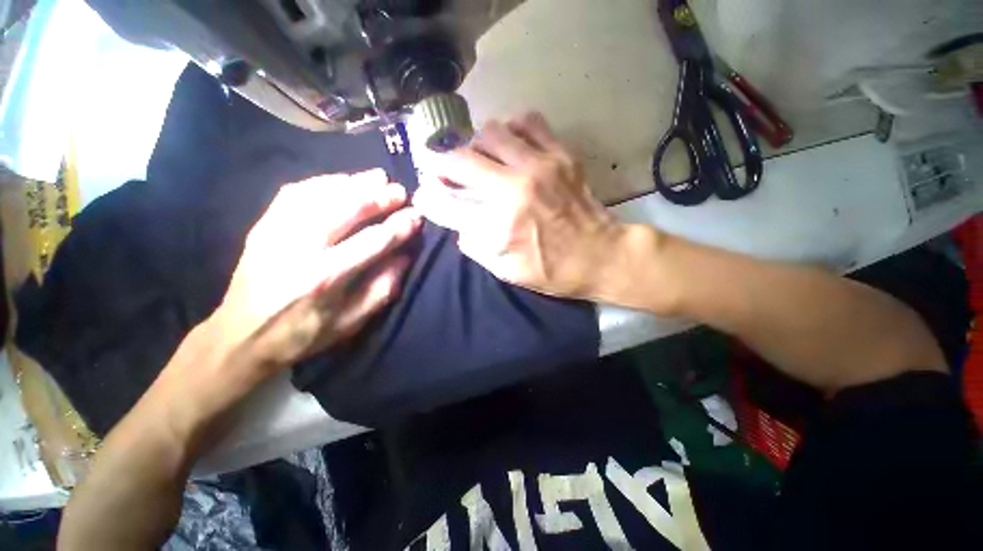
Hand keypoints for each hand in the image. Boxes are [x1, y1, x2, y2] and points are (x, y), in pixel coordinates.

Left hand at [214, 169, 420, 371]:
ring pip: (321, 194)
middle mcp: (300, 248)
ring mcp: (276, 232)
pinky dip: (323, 182)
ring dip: (354, 183)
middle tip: (400, 191)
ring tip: (377, 177)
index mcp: (326, 278)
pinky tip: (342, 180)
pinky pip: (295, 192)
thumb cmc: (304, 333)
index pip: (372, 242)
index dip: (398, 227)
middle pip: (345, 210)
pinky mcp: (263, 225)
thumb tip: (405, 256)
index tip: (416, 216)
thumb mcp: (352, 322)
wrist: (241, 336)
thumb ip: (383, 288)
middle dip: (378, 197)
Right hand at [413, 112, 627, 299]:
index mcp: (498, 225)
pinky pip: (528, 122)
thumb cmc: (553, 271)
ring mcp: (539, 166)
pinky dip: (512, 130)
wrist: (601, 256)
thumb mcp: (506, 271)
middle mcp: (513, 189)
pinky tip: (513, 145)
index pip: (444, 202)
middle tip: (444, 169)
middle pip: (459, 159)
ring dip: (476, 145)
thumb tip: (457, 223)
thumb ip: (474, 246)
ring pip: (490, 132)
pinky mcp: (560, 155)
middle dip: (441, 163)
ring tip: (481, 158)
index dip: (427, 197)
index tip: (425, 194)